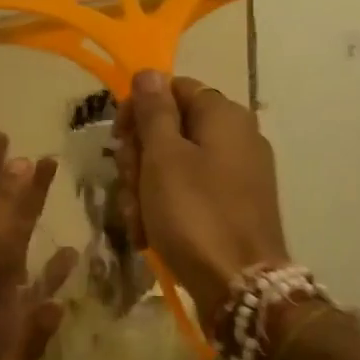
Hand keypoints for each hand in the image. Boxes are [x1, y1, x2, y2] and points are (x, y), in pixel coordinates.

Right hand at [115, 71, 288, 327]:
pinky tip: (150, 233)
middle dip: (140, 157)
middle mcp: (237, 136)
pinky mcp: (236, 204)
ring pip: (175, 164)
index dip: (139, 110)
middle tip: (128, 185)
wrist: (240, 286)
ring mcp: (239, 172)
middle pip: (172, 128)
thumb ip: (154, 110)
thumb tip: (149, 72)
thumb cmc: (194, 213)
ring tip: (137, 220)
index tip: (118, 140)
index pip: (172, 89)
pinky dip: (168, 207)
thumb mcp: (163, 157)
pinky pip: (192, 191)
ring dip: (146, 188)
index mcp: (223, 114)